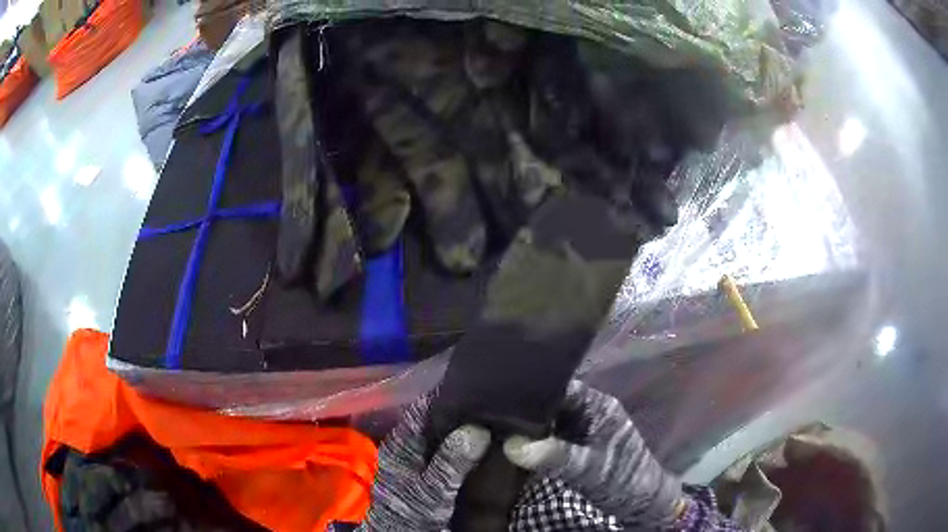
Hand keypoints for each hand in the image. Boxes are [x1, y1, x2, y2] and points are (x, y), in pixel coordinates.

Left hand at [360, 394, 490, 530]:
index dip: (446, 394)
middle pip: (435, 419)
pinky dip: (464, 445)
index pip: (423, 407)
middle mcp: (409, 445)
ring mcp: (418, 458)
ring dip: (463, 428)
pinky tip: (485, 445)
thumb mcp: (432, 488)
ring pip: (442, 434)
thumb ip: (451, 461)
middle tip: (494, 403)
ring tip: (495, 419)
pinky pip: (447, 450)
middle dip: (461, 410)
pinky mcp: (427, 471)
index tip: (477, 386)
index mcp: (403, 442)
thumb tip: (477, 428)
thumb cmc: (412, 510)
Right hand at [503, 381, 681, 527]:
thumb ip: (553, 456)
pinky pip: (551, 432)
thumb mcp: (588, 468)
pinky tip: (510, 437)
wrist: (641, 502)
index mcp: (598, 405)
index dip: (532, 384)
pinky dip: (533, 435)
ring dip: (526, 419)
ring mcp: (583, 427)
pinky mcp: (577, 443)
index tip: (498, 388)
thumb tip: (510, 445)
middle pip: (552, 398)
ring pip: (549, 416)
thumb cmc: (621, 479)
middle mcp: (589, 410)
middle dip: (524, 402)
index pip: (561, 384)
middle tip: (488, 405)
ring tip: (491, 417)